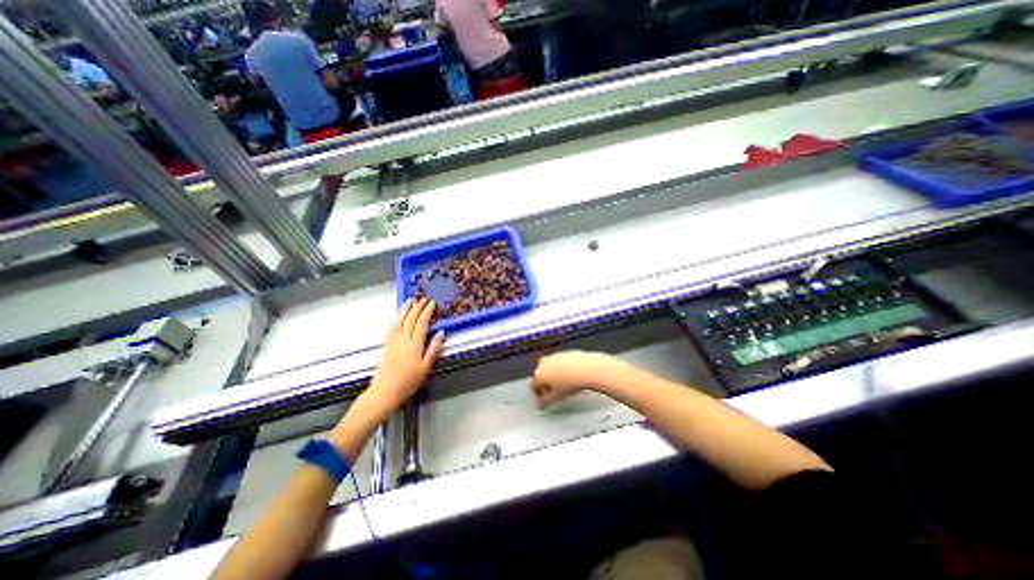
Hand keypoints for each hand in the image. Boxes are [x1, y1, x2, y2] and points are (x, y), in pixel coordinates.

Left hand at [363, 298, 444, 416]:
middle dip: (418, 307)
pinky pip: (392, 327)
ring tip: (410, 300)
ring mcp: (393, 342)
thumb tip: (441, 333)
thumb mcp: (426, 367)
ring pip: (399, 320)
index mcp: (414, 344)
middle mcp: (402, 340)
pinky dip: (397, 318)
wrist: (385, 392)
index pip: (422, 323)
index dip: (427, 312)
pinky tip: (399, 316)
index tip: (432, 303)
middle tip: (423, 298)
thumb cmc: (408, 382)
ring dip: (405, 309)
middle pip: (410, 319)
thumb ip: (434, 349)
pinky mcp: (386, 345)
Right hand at [527, 349, 624, 407]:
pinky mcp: (563, 353)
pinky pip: (558, 363)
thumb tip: (540, 403)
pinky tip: (570, 376)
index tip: (543, 399)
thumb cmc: (572, 383)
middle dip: (545, 384)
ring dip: (553, 376)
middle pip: (541, 376)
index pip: (533, 385)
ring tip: (563, 385)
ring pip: (549, 368)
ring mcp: (553, 356)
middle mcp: (543, 363)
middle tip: (553, 393)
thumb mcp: (556, 397)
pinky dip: (561, 369)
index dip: (538, 394)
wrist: (587, 369)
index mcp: (539, 374)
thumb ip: (544, 401)